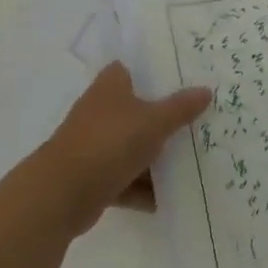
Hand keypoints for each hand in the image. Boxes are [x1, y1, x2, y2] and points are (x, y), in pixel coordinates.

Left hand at [35, 63, 209, 232]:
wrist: (61, 194)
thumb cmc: (108, 143)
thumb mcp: (153, 122)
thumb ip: (180, 108)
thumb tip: (206, 90)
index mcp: (111, 85)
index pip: (137, 68)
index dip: (160, 72)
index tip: (188, 78)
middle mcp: (101, 109)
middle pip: (140, 109)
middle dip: (165, 117)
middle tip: (201, 120)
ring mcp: (96, 144)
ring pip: (133, 146)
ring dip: (156, 157)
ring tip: (193, 161)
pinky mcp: (93, 176)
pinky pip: (126, 179)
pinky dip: (143, 188)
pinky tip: (169, 198)